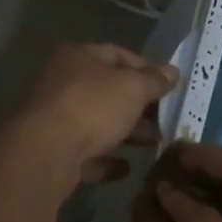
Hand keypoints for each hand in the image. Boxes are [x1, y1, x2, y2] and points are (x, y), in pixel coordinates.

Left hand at [13, 43, 176, 185]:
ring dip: (128, 132)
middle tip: (165, 115)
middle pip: (108, 90)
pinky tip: (128, 167)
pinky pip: (88, 153)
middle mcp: (63, 84)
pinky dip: (108, 158)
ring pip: (99, 122)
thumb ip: (154, 80)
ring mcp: (56, 119)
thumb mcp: (133, 87)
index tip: (169, 84)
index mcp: (77, 57)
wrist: (47, 154)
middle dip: (139, 103)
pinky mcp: (55, 152)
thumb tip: (173, 72)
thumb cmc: (93, 107)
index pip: (118, 54)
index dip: (146, 67)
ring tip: (155, 141)